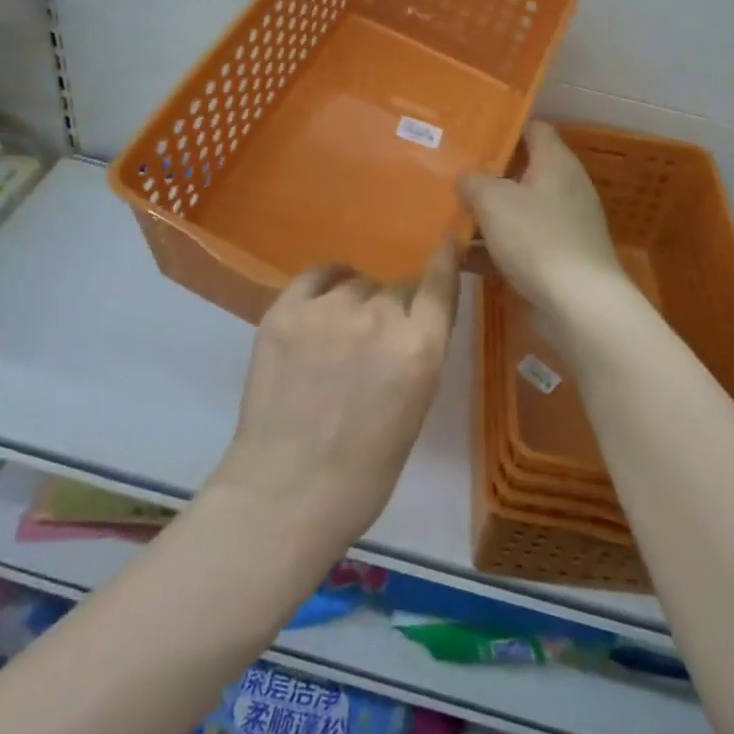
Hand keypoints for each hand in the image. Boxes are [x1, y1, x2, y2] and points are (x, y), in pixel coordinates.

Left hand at [208, 245, 460, 555]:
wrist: (287, 492)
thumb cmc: (364, 471)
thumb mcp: (414, 409)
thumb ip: (415, 354)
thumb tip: (408, 322)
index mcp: (419, 348)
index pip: (439, 284)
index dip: (444, 259)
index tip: (448, 240)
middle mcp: (378, 318)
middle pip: (395, 289)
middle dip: (393, 309)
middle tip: (374, 343)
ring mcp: (328, 310)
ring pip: (356, 284)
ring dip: (356, 302)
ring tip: (339, 336)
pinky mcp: (286, 311)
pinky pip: (316, 275)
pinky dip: (326, 283)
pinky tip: (323, 300)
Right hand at [459, 122, 629, 318]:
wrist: (580, 304)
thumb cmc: (537, 239)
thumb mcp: (494, 201)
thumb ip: (474, 182)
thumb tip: (466, 178)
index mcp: (556, 162)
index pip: (533, 129)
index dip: (504, 128)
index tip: (471, 134)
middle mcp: (565, 187)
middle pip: (523, 170)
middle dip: (487, 175)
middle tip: (451, 176)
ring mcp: (565, 224)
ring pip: (519, 209)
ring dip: (488, 215)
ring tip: (448, 216)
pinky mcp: (560, 256)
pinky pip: (522, 242)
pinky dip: (496, 246)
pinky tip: (464, 258)